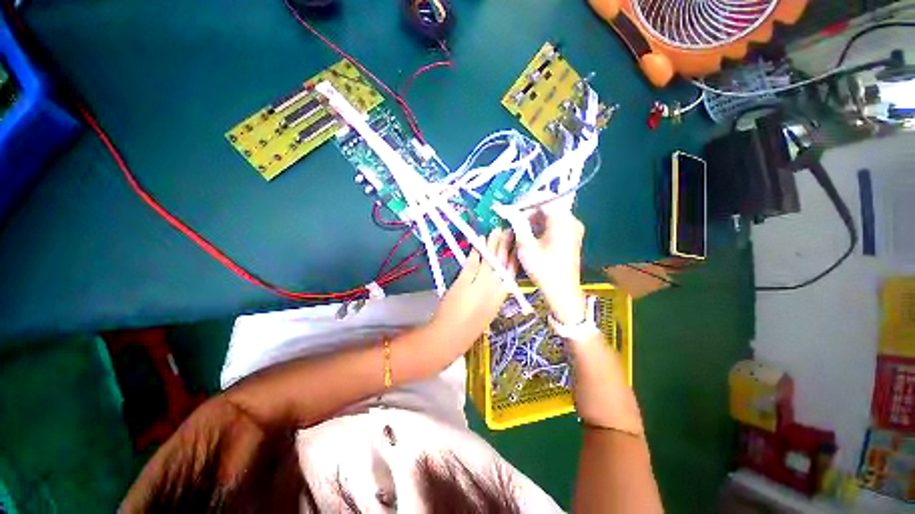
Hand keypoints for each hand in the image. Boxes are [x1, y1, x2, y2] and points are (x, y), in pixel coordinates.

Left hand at [429, 229, 515, 357]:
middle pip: (501, 263)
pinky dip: (476, 251)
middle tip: (508, 230)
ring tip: (497, 230)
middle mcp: (493, 289)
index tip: (517, 245)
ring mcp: (479, 285)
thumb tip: (498, 280)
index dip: (514, 258)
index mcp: (500, 297)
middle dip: (505, 245)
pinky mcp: (464, 282)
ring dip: (493, 244)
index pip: (511, 273)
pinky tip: (480, 240)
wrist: (450, 337)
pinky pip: (472, 263)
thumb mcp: (487, 311)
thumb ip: (492, 294)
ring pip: (489, 260)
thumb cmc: (469, 328)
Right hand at [505, 207, 586, 324]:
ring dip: (532, 220)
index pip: (544, 197)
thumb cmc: (545, 270)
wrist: (562, 292)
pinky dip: (540, 227)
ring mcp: (572, 229)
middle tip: (513, 220)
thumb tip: (507, 209)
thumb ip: (517, 223)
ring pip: (549, 215)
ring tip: (519, 230)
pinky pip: (553, 224)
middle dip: (528, 212)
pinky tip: (529, 237)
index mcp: (563, 220)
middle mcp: (571, 221)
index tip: (512, 207)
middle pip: (547, 206)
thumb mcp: (526, 246)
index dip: (525, 200)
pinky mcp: (570, 236)